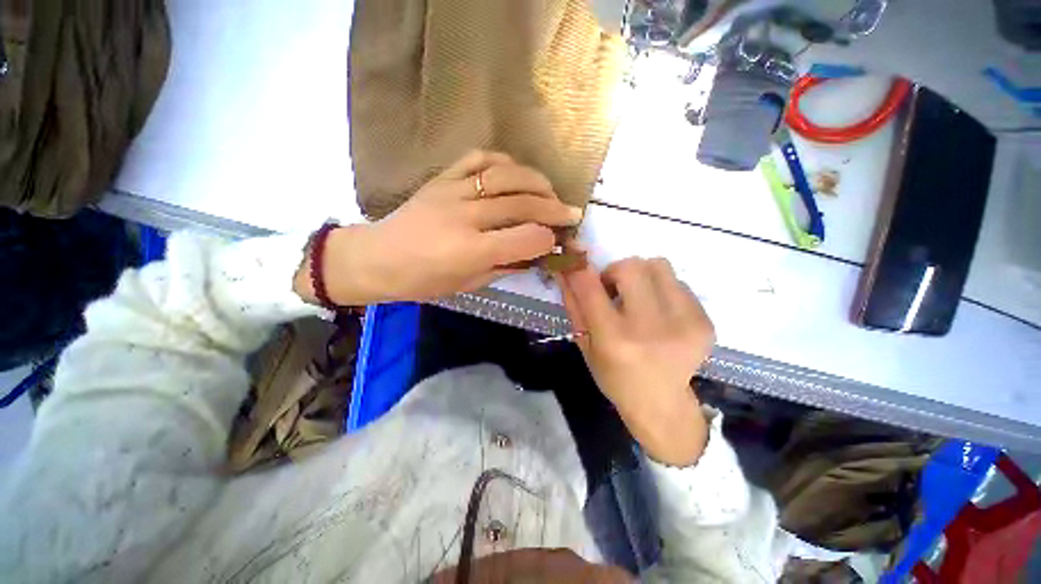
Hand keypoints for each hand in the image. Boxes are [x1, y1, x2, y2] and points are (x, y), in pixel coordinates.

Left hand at [297, 151, 582, 305]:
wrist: (378, 257)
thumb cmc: (423, 282)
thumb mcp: (469, 285)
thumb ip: (505, 266)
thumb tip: (534, 253)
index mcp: (472, 251)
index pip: (527, 238)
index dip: (549, 239)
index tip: (558, 241)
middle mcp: (466, 216)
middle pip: (524, 204)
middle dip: (555, 209)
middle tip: (572, 213)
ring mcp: (453, 191)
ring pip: (507, 175)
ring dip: (537, 182)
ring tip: (550, 192)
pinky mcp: (442, 177)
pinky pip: (479, 158)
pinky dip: (504, 161)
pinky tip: (516, 173)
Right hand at [558, 258, 714, 466]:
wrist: (661, 403)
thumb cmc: (613, 376)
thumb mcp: (584, 344)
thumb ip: (574, 303)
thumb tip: (564, 268)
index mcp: (614, 339)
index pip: (590, 286)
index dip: (579, 267)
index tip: (575, 258)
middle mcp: (650, 329)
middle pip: (631, 266)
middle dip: (615, 272)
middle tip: (614, 291)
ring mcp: (684, 324)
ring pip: (658, 265)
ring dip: (642, 277)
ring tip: (639, 300)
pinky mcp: (705, 322)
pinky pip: (678, 282)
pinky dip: (663, 290)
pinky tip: (660, 314)